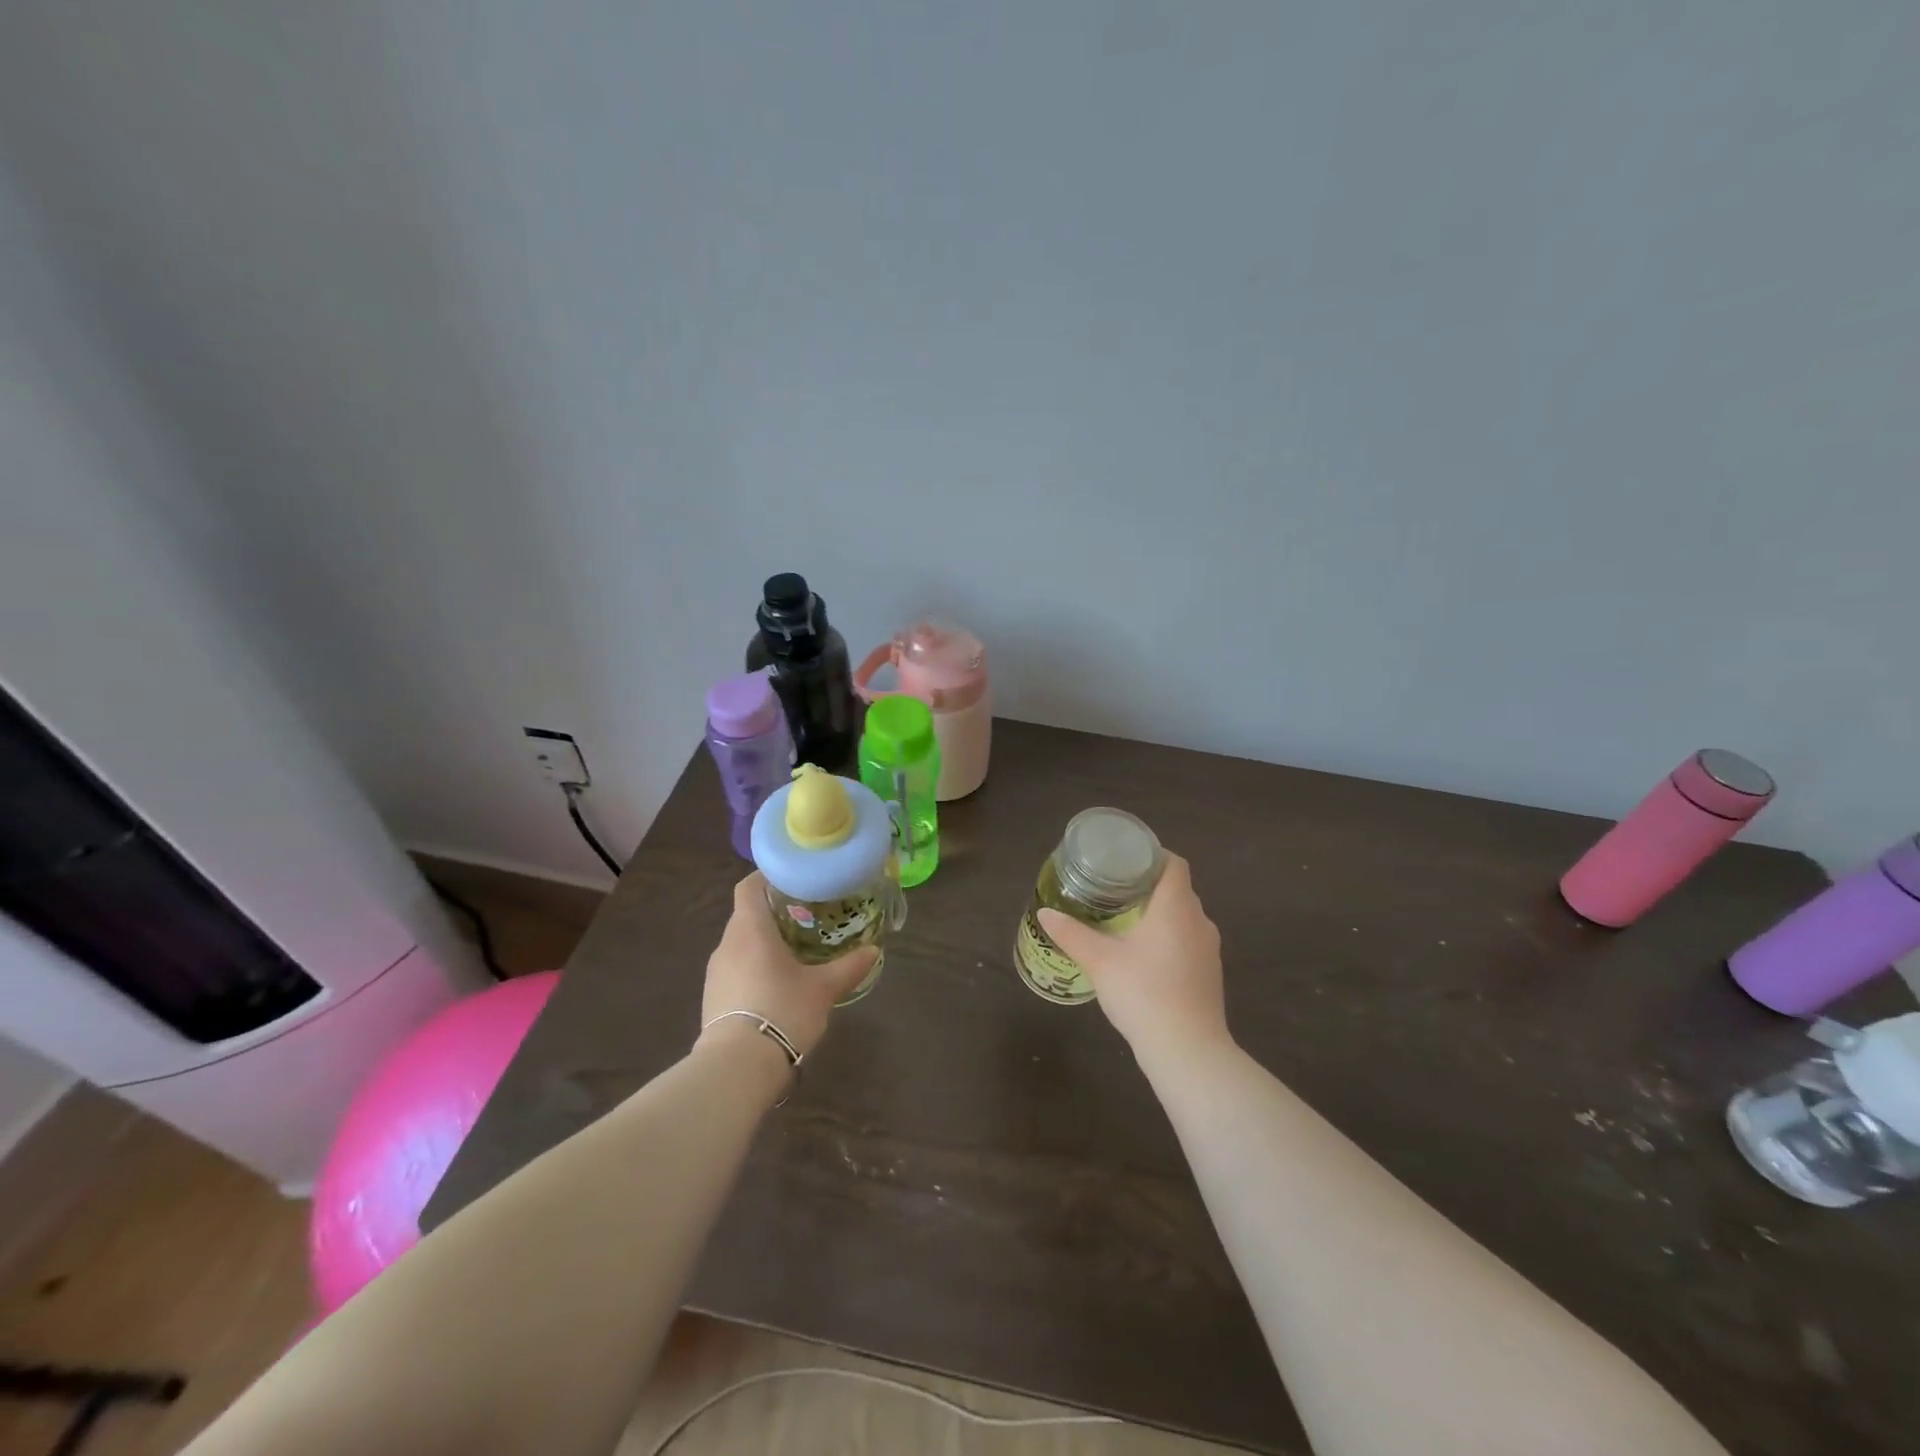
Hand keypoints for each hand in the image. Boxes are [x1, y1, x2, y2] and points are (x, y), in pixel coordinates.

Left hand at [699, 872, 878, 1059]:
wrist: (737, 1068)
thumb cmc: (782, 1011)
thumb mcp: (823, 988)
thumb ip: (848, 966)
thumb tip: (874, 951)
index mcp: (750, 929)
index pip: (748, 887)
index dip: (767, 877)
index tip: (792, 879)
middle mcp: (726, 944)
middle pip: (746, 915)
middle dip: (773, 912)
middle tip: (805, 916)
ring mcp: (715, 973)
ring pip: (740, 944)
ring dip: (763, 942)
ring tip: (794, 951)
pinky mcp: (712, 999)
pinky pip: (735, 969)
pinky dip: (753, 967)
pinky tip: (776, 984)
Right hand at [1037, 853, 1228, 1066]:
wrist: (1188, 1051)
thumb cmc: (1144, 993)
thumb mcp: (1099, 961)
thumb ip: (1072, 934)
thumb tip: (1045, 912)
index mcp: (1176, 907)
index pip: (1174, 864)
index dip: (1152, 855)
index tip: (1125, 859)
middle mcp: (1199, 921)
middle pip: (1178, 889)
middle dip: (1148, 884)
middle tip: (1114, 887)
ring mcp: (1209, 949)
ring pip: (1184, 917)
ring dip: (1159, 913)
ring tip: (1125, 918)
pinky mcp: (1210, 974)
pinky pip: (1189, 940)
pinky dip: (1169, 936)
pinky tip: (1144, 954)